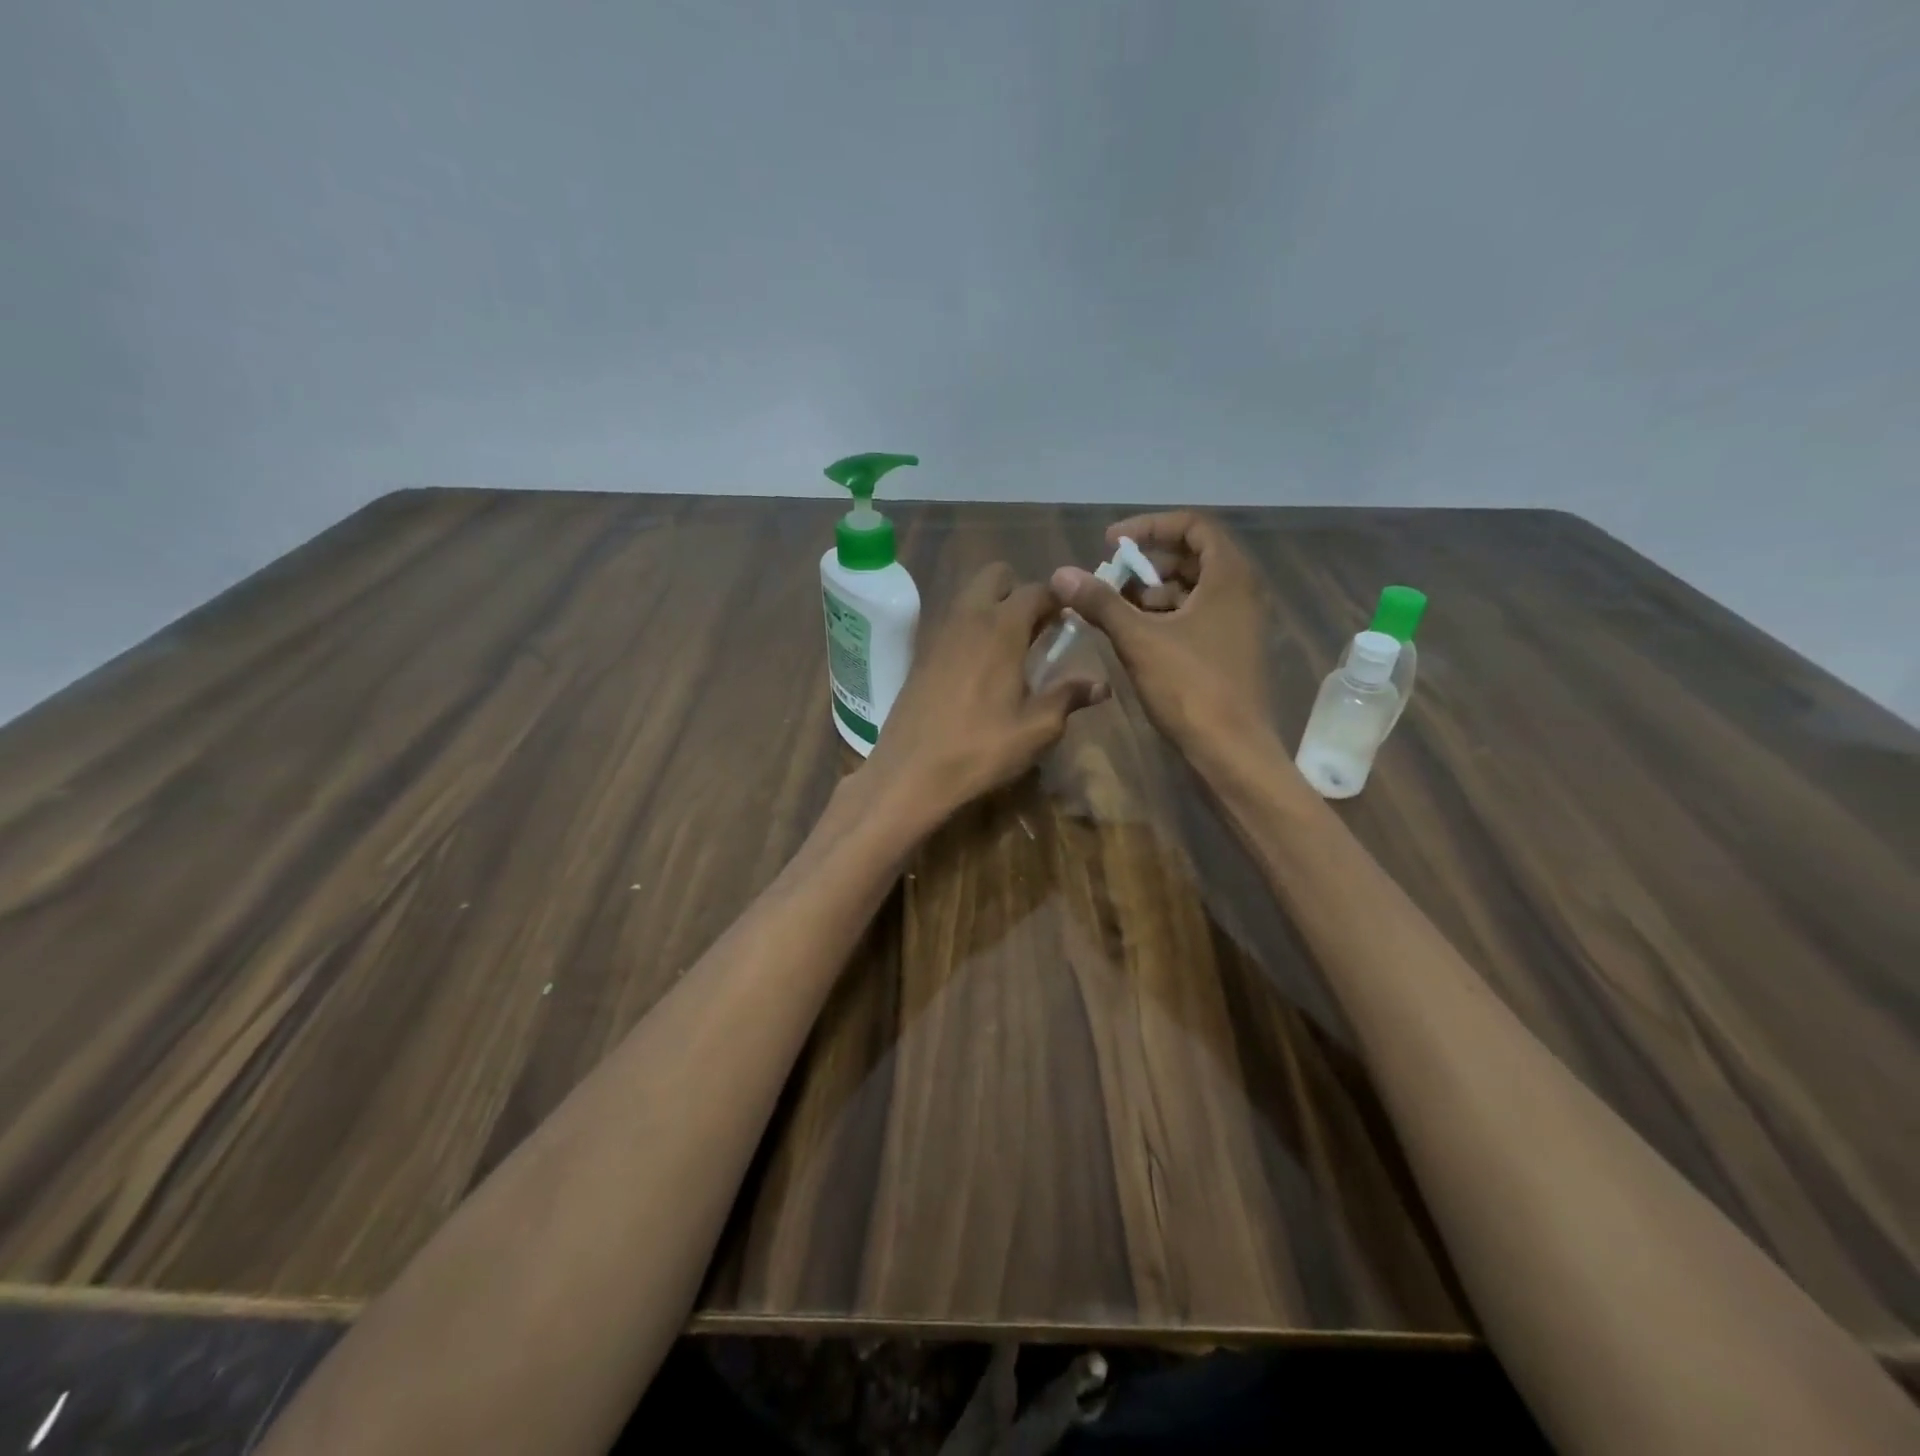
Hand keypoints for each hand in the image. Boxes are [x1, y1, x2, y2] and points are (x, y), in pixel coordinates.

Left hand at [864, 563, 1107, 822]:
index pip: (1037, 590)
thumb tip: (1101, 685)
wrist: (910, 772)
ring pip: (970, 596)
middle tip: (1035, 630)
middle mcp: (968, 617)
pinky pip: (951, 622)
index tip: (1071, 622)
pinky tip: (978, 668)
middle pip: (996, 576)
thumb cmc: (981, 749)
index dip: (1059, 600)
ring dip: (992, 609)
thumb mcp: (1036, 729)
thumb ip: (1068, 697)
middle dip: (1019, 592)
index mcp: (1001, 628)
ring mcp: (938, 632)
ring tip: (1009, 650)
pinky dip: (970, 629)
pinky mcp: (920, 653)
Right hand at [1050, 512, 1271, 762]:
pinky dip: (1165, 617)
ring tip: (1115, 612)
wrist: (1232, 750)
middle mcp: (1242, 591)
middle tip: (1109, 580)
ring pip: (1192, 589)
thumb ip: (1101, 602)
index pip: (1192, 525)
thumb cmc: (1191, 687)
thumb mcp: (1139, 640)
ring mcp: (1239, 622)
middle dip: (1146, 564)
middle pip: (1192, 556)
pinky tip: (1135, 637)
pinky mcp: (1231, 649)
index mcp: (1229, 576)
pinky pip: (1197, 615)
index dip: (1149, 527)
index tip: (1111, 544)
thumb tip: (1061, 574)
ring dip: (1152, 592)